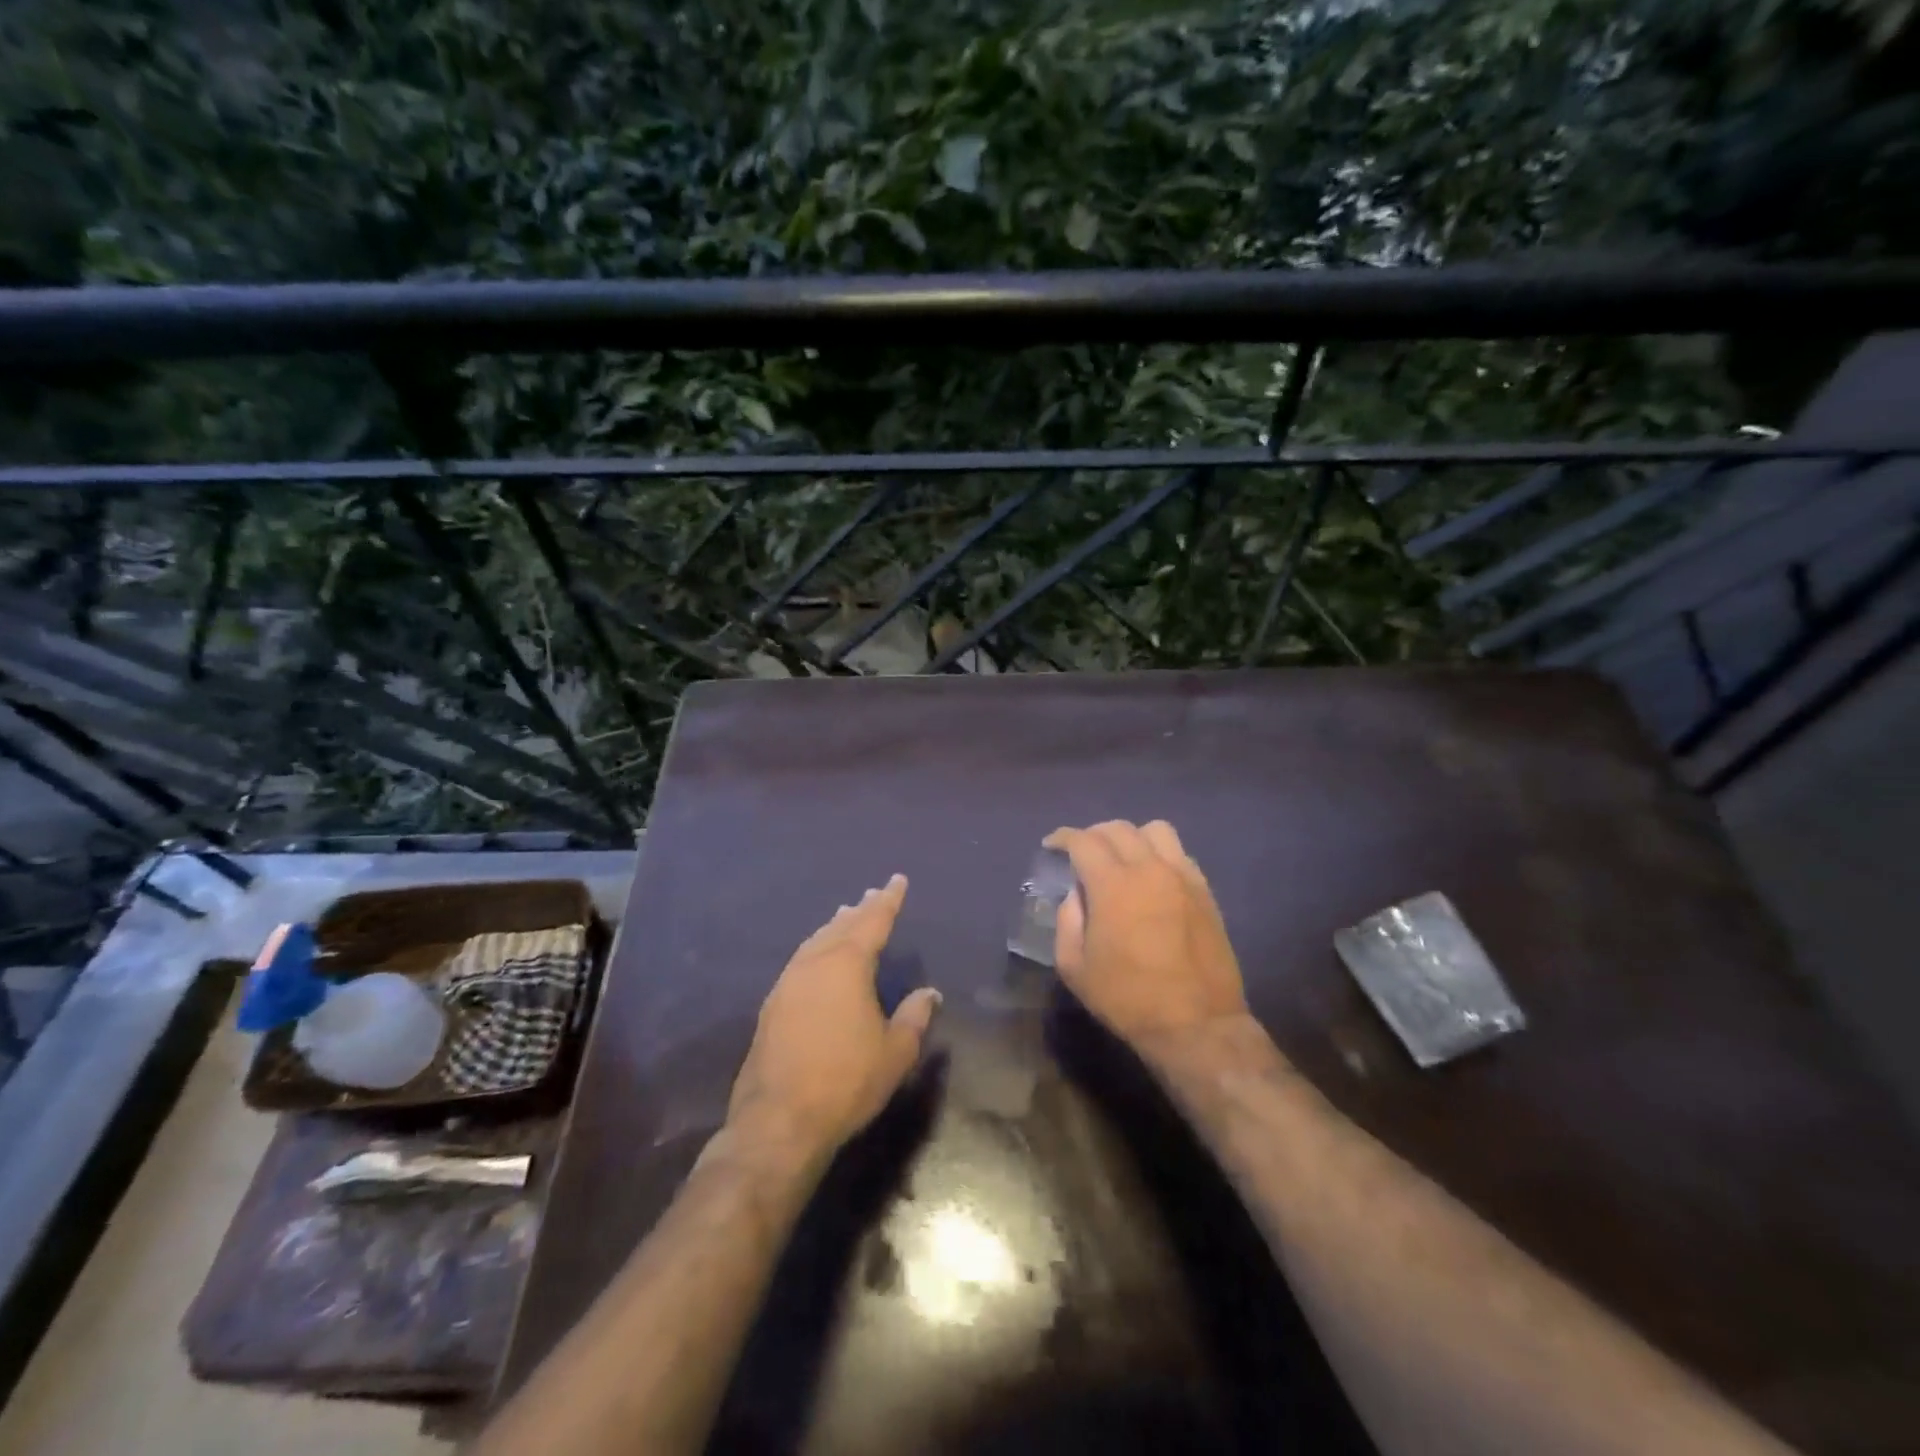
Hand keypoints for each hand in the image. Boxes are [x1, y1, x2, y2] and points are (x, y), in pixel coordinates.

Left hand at [727, 874, 940, 1156]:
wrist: (778, 1121)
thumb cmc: (846, 1081)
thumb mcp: (895, 1052)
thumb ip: (914, 1017)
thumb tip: (930, 993)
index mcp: (847, 965)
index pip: (873, 921)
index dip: (888, 900)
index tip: (897, 880)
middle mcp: (814, 964)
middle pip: (841, 926)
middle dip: (860, 910)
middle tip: (872, 895)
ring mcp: (788, 983)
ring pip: (816, 942)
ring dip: (834, 927)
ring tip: (845, 916)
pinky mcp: (772, 1005)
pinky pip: (801, 961)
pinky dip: (816, 949)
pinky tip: (818, 959)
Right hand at [1045, 820, 1249, 1049]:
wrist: (1196, 1024)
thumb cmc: (1128, 999)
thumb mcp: (1075, 967)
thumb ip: (1068, 921)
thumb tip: (1077, 894)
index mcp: (1113, 885)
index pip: (1083, 841)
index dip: (1063, 838)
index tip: (1052, 845)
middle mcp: (1149, 869)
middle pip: (1118, 829)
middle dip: (1093, 835)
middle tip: (1082, 854)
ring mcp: (1182, 877)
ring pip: (1155, 831)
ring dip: (1132, 837)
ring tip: (1122, 858)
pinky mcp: (1204, 891)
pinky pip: (1180, 854)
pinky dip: (1159, 855)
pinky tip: (1152, 878)